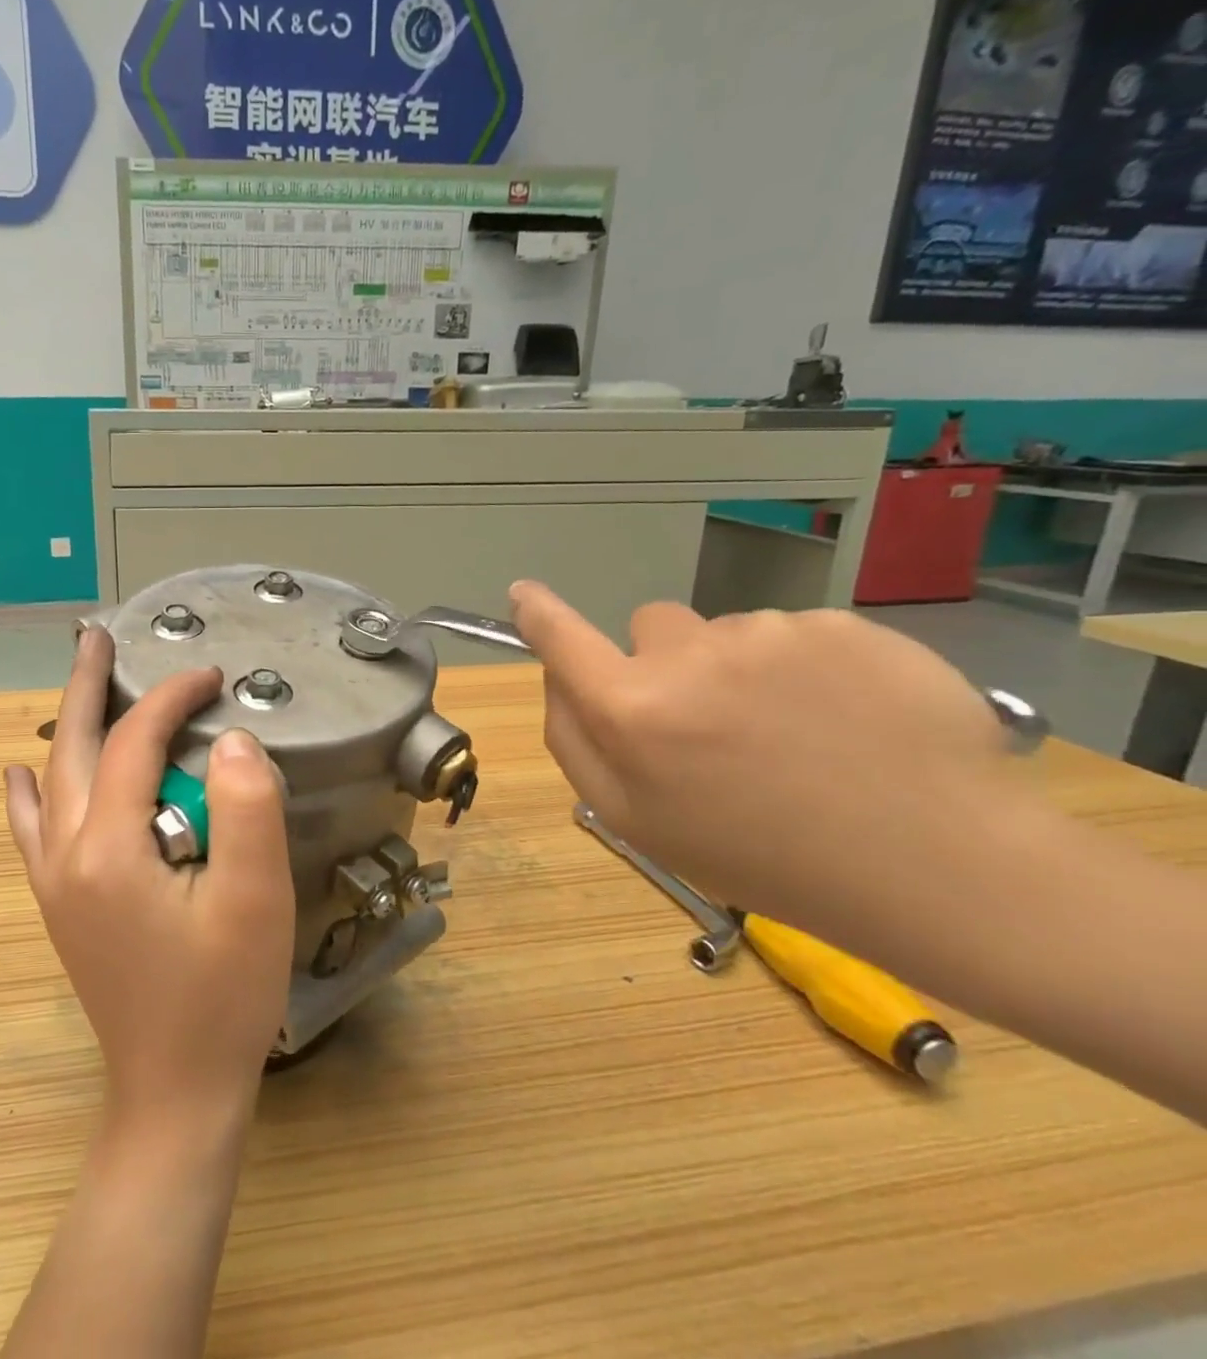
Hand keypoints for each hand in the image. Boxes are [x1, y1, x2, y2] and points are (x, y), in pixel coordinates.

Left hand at [4, 627, 294, 1130]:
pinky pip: (32, 830)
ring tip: (76, 683)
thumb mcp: (256, 899)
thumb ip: (246, 807)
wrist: (174, 1091)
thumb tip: (229, 739)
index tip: (211, 676)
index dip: (171, 698)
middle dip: (87, 686)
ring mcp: (54, 882)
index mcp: (109, 847)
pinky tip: (18, 776)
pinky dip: (28, 792)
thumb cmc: (224, 997)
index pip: (134, 743)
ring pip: (49, 781)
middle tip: (96, 636)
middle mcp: (66, 855)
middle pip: (70, 747)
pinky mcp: (60, 905)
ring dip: (63, 726)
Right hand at [509, 584, 1011, 924]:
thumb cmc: (761, 856)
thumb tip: (558, 677)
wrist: (937, 866)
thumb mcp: (635, 821)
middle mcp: (690, 656)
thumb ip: (574, 742)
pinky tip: (844, 720)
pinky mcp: (844, 624)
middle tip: (713, 726)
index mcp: (632, 710)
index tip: (523, 594)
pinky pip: (793, 633)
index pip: (562, 638)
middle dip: (665, 663)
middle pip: (651, 628)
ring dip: (739, 670)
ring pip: (726, 632)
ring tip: (794, 735)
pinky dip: (804, 667)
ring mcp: (772, 632)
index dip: (538, 613)